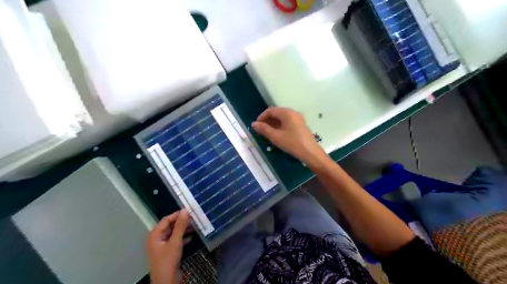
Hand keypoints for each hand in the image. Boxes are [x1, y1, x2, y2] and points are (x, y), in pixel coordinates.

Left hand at [149, 209, 191, 283]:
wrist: (166, 282)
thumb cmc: (168, 260)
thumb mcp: (175, 241)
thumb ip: (180, 226)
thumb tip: (185, 210)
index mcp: (155, 234)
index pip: (167, 219)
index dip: (177, 214)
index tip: (189, 211)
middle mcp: (157, 238)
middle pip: (170, 226)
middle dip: (181, 222)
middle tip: (194, 218)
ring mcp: (162, 246)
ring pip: (174, 233)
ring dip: (183, 230)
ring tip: (195, 226)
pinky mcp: (168, 252)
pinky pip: (176, 241)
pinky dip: (183, 238)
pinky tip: (192, 237)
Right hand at [251, 107, 326, 166]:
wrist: (310, 152)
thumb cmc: (292, 143)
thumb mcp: (276, 137)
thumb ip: (264, 129)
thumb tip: (254, 124)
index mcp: (287, 113)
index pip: (271, 110)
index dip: (262, 116)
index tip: (256, 125)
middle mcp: (293, 113)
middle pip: (277, 112)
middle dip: (267, 120)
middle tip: (261, 129)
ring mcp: (298, 118)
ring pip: (282, 117)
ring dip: (273, 123)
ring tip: (267, 132)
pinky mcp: (300, 124)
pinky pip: (287, 121)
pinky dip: (280, 125)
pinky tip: (277, 133)